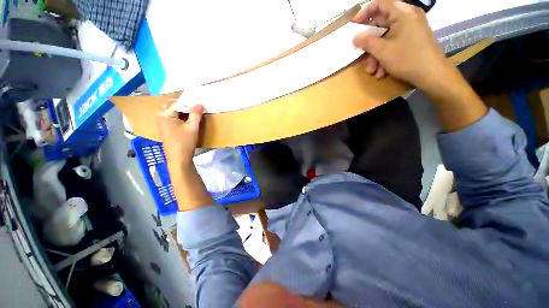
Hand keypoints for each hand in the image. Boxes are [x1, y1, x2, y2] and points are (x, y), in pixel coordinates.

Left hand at [158, 103, 203, 172]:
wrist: (179, 159)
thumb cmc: (185, 142)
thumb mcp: (193, 127)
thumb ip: (196, 114)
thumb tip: (200, 103)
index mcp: (165, 115)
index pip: (176, 103)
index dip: (187, 101)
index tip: (197, 102)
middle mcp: (161, 117)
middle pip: (171, 106)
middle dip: (182, 105)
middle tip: (194, 106)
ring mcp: (162, 124)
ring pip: (172, 113)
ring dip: (181, 111)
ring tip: (193, 112)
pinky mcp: (166, 130)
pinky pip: (172, 119)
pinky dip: (179, 117)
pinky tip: (187, 121)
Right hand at [352, 0, 453, 93]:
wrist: (432, 74)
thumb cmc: (407, 59)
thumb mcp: (383, 51)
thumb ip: (366, 42)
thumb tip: (355, 37)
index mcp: (403, 13)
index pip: (380, 4)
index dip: (364, 13)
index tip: (354, 25)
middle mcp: (407, 17)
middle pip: (381, 24)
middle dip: (369, 43)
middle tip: (361, 55)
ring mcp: (411, 29)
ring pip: (386, 38)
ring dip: (376, 55)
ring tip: (373, 70)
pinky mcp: (412, 40)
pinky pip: (394, 44)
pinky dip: (385, 57)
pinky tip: (382, 71)